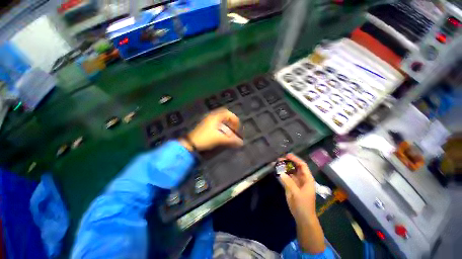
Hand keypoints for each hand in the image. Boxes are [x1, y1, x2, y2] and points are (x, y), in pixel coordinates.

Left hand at [180, 108, 242, 151]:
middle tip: (234, 129)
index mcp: (215, 117)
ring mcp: (208, 121)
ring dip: (227, 126)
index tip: (237, 128)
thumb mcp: (219, 139)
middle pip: (225, 116)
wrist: (190, 144)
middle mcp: (212, 117)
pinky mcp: (206, 126)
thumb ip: (231, 140)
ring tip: (230, 133)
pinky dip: (222, 128)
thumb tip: (241, 142)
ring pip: (221, 121)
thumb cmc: (205, 138)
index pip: (228, 113)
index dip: (234, 119)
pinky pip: (217, 124)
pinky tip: (223, 135)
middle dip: (231, 122)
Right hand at [278, 153, 316, 222]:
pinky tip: (277, 171)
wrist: (302, 217)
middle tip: (279, 159)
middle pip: (296, 167)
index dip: (295, 159)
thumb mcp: (296, 193)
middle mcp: (302, 178)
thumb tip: (280, 172)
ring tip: (277, 164)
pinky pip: (286, 177)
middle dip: (288, 162)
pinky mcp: (291, 186)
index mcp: (307, 179)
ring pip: (290, 172)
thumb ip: (288, 182)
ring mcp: (296, 182)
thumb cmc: (303, 205)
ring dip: (284, 167)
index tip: (287, 155)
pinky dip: (282, 173)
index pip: (302, 165)